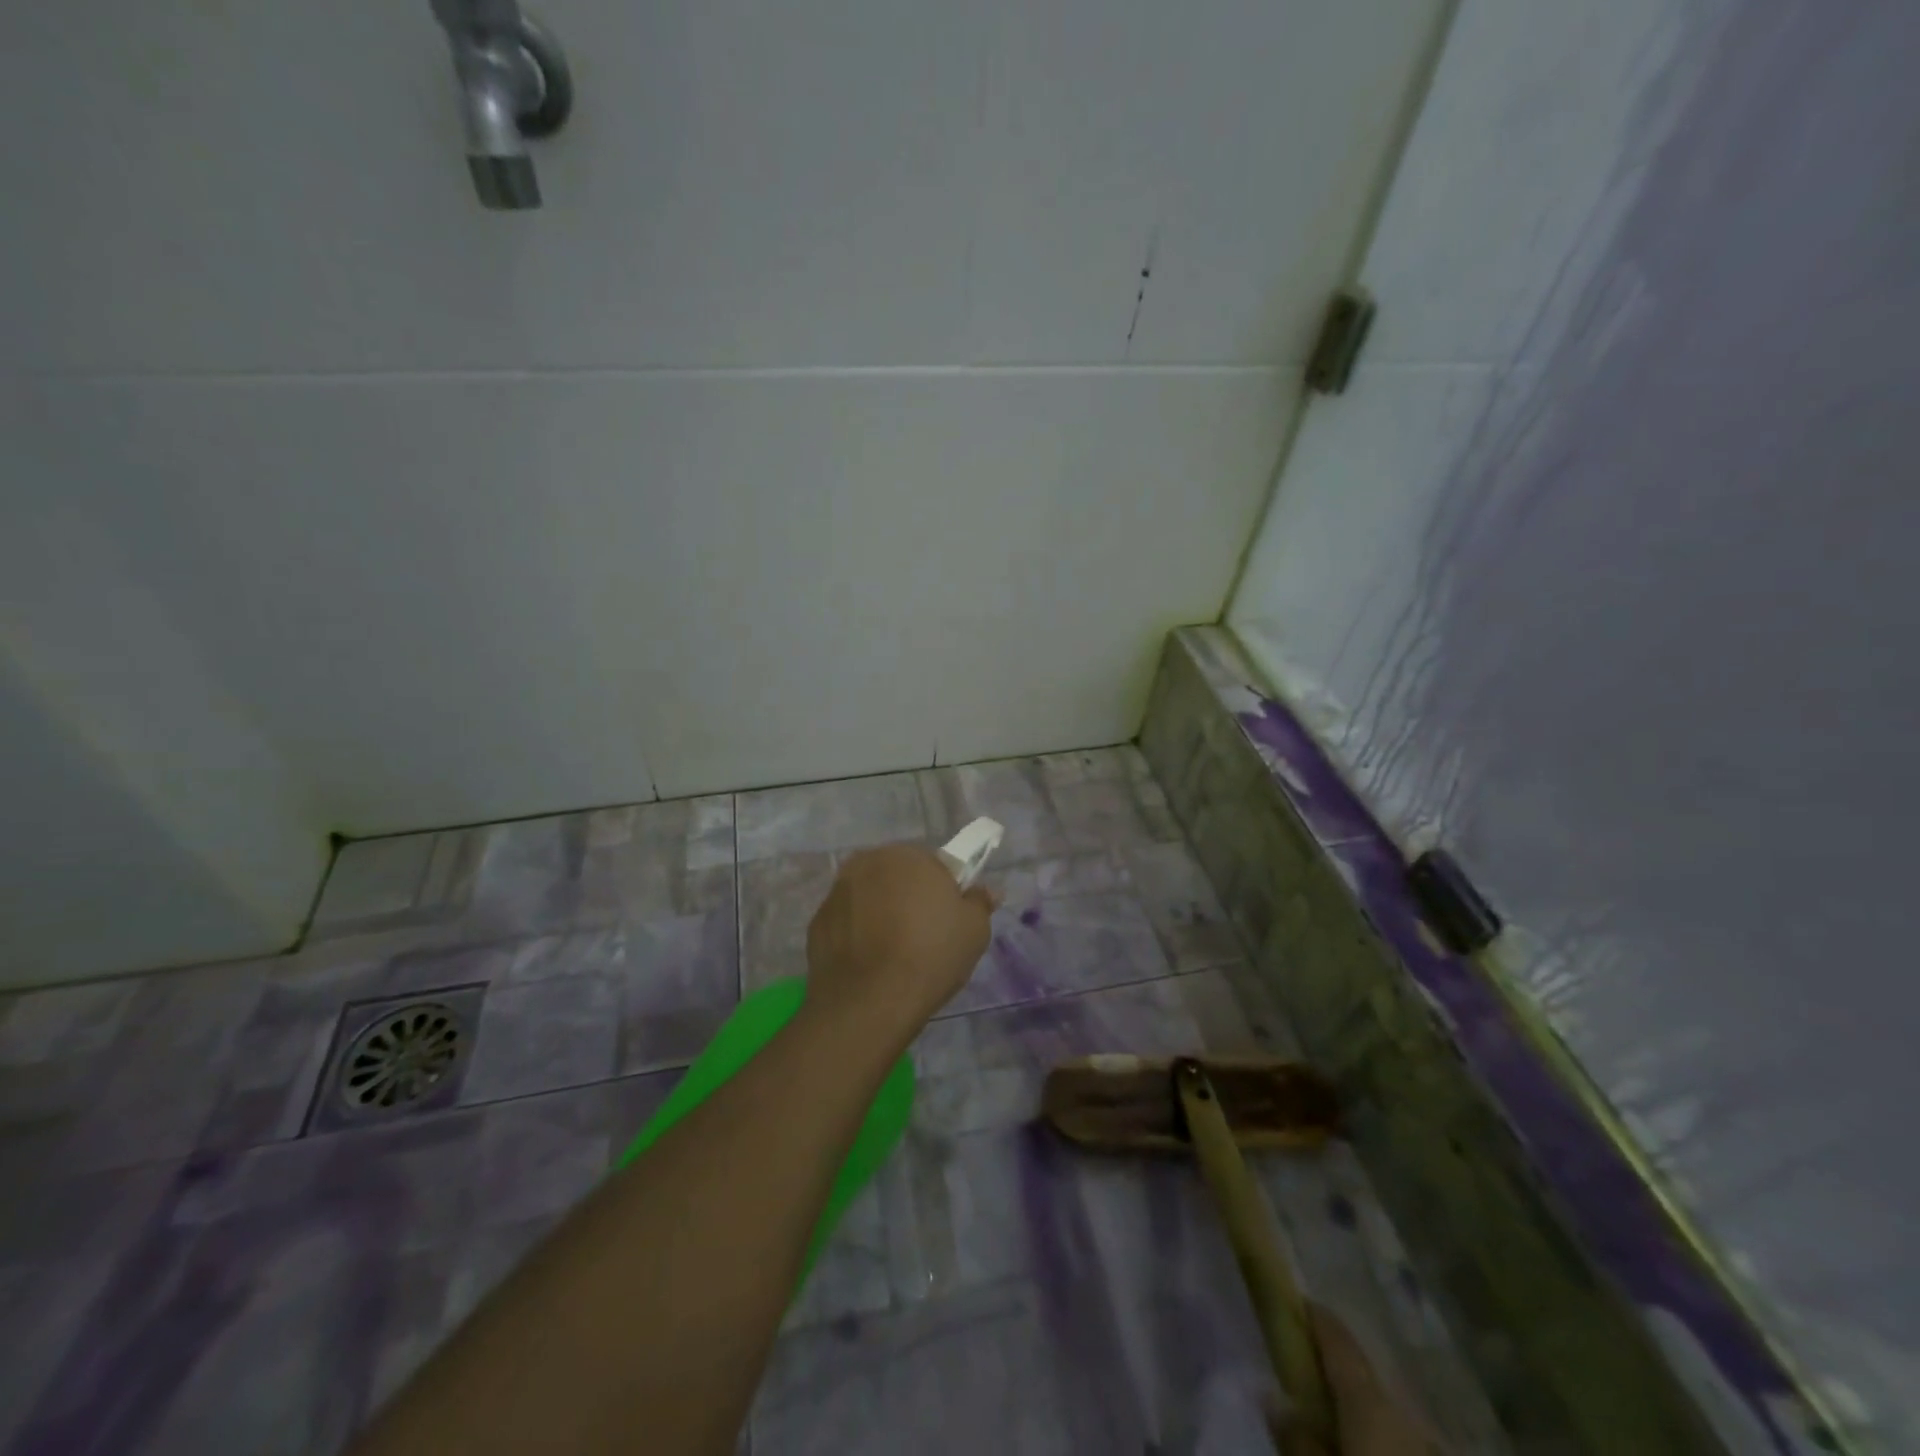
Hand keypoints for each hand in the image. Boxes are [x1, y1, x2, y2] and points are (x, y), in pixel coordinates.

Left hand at [805, 844, 994, 1040]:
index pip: (935, 863)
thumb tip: (985, 890)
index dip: (945, 890)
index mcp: (908, 856)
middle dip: (909, 896)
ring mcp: (837, 891)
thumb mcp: (974, 931)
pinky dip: (857, 933)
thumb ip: (979, 902)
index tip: (949, 919)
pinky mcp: (817, 921)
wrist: (868, 1002)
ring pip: (869, 895)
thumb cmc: (930, 956)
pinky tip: (869, 962)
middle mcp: (868, 862)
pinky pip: (847, 921)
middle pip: (897, 875)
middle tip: (924, 935)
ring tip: (894, 953)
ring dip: (880, 912)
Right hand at [1278, 1305, 1436, 1455]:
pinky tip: (1361, 1451)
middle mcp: (1407, 1418)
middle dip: (1336, 1378)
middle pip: (1364, 1382)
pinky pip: (1403, 1446)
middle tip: (1305, 1382)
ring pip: (1388, 1421)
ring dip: (1361, 1419)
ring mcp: (1431, 1448)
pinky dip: (1380, 1445)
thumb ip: (1297, 1440)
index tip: (1293, 1304)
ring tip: (1334, 1429)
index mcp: (1372, 1405)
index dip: (1315, 1318)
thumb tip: (1274, 1396)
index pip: (1338, 1339)